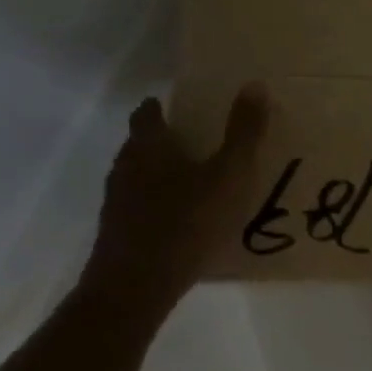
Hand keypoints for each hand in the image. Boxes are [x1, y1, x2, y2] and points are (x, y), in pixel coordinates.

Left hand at [77, 84, 268, 316]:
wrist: (136, 286)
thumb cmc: (187, 222)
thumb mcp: (229, 175)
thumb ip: (244, 133)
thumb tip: (255, 84)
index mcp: (149, 145)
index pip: (148, 113)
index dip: (162, 108)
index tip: (181, 109)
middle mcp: (125, 167)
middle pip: (140, 145)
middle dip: (164, 142)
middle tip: (196, 146)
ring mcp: (116, 203)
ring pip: (137, 178)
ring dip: (160, 177)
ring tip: (193, 186)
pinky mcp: (117, 234)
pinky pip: (139, 210)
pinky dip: (157, 208)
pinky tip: (180, 224)